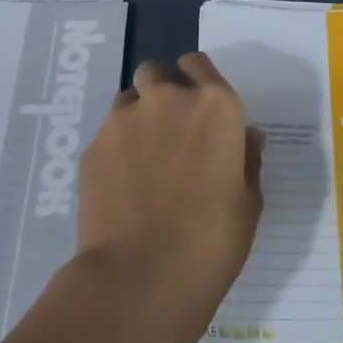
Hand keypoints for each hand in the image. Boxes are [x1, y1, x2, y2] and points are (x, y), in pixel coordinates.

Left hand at [71, 52, 263, 342]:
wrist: (140, 278)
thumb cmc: (211, 242)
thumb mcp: (249, 202)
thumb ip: (247, 159)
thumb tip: (245, 137)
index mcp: (216, 106)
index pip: (199, 64)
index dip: (198, 80)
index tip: (200, 105)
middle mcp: (169, 99)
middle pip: (158, 73)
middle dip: (163, 92)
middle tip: (171, 132)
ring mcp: (125, 120)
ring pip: (129, 99)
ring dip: (138, 116)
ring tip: (143, 158)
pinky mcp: (93, 146)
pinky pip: (108, 132)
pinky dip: (116, 147)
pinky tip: (122, 185)